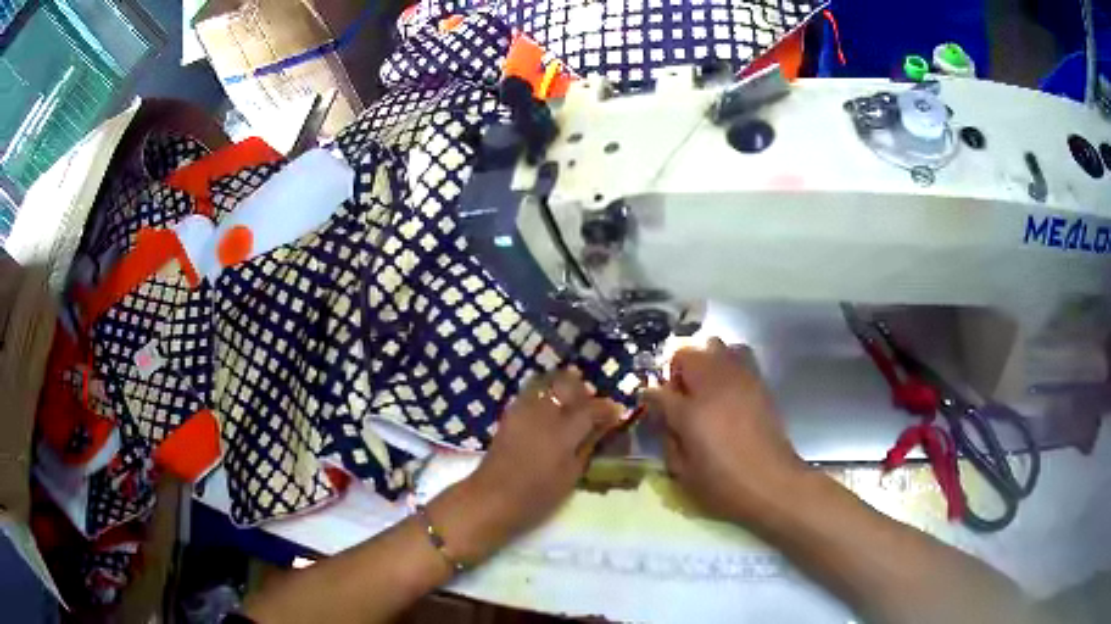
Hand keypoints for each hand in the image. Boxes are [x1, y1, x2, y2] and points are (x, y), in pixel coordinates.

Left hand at [434, 368, 622, 562]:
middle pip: (567, 384)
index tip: (616, 412)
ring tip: (570, 402)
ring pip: (546, 382)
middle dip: (583, 389)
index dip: (607, 408)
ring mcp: (523, 410)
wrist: (491, 498)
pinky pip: (531, 392)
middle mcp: (544, 412)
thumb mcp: (571, 475)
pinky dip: (544, 393)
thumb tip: (602, 427)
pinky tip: (548, 409)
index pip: (593, 408)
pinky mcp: (509, 414)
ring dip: (561, 386)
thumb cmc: (537, 496)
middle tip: (592, 403)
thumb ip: (587, 446)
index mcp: (564, 431)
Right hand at [643, 338, 808, 523]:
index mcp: (690, 411)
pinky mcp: (760, 383)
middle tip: (680, 397)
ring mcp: (740, 380)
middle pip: (688, 354)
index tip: (652, 406)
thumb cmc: (723, 486)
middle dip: (678, 370)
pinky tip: (728, 390)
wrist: (773, 484)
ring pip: (716, 346)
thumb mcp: (683, 472)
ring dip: (705, 361)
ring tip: (706, 387)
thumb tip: (663, 416)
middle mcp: (714, 386)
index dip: (651, 396)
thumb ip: (667, 438)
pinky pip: (739, 356)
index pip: (658, 390)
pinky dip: (727, 364)